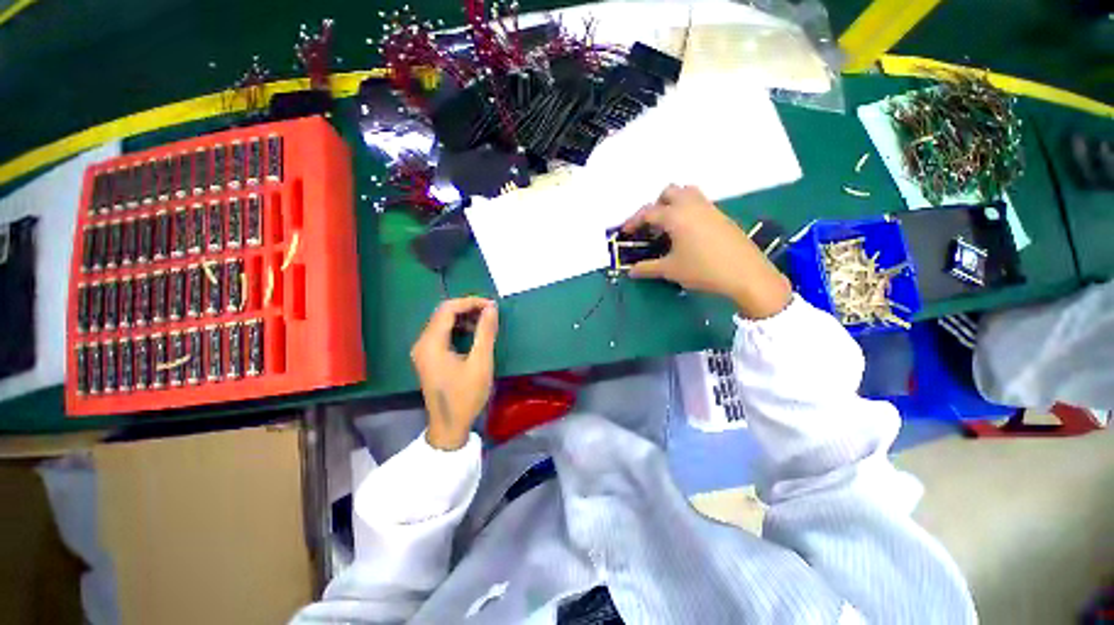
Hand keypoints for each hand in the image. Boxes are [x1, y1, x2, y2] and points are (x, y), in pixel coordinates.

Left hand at [410, 298, 499, 450]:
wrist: (449, 426)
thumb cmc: (466, 396)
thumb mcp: (480, 363)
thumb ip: (485, 333)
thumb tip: (491, 308)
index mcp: (431, 343)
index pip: (448, 309)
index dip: (470, 302)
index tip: (491, 306)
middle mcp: (423, 343)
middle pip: (443, 313)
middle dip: (468, 308)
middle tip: (490, 312)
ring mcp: (423, 350)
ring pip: (443, 322)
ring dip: (464, 318)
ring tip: (485, 321)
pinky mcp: (428, 357)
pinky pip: (442, 334)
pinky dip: (459, 329)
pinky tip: (474, 333)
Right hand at [622, 184, 791, 319]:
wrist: (746, 274)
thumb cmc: (703, 270)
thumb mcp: (671, 270)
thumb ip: (647, 268)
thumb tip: (631, 272)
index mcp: (676, 216)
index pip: (648, 212)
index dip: (634, 221)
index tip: (625, 232)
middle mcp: (692, 205)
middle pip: (669, 192)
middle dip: (655, 205)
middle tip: (651, 226)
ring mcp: (709, 208)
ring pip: (687, 193)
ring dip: (673, 203)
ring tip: (669, 226)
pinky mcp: (722, 216)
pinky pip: (700, 203)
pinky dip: (688, 210)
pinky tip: (688, 234)